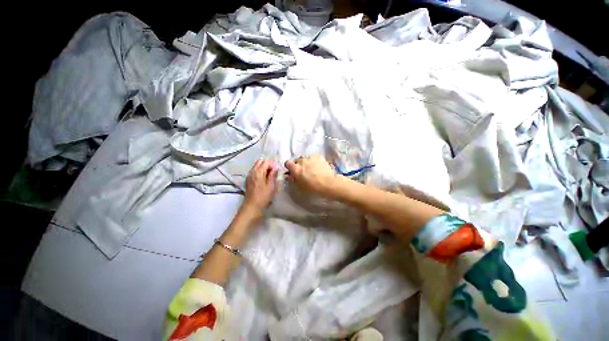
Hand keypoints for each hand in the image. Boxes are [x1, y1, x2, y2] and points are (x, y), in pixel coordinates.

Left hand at [243, 160, 277, 212]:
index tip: (278, 171)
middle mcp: (252, 171)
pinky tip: (264, 178)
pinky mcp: (248, 180)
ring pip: (257, 166)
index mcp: (258, 172)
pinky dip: (260, 171)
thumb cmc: (263, 197)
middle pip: (260, 161)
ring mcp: (249, 175)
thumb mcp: (271, 186)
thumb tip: (275, 168)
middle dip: (268, 164)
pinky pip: (254, 171)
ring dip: (264, 167)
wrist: (251, 207)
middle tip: (274, 172)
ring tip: (270, 175)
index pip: (266, 162)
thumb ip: (273, 175)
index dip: (273, 164)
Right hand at [285, 155, 340, 196]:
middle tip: (304, 171)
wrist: (328, 183)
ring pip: (305, 158)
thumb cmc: (313, 188)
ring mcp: (310, 157)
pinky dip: (314, 161)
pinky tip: (318, 167)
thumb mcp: (300, 186)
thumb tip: (288, 176)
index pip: (287, 163)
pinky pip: (313, 158)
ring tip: (312, 169)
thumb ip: (293, 179)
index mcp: (296, 169)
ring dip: (306, 163)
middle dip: (299, 165)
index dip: (290, 167)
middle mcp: (302, 161)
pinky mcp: (318, 156)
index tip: (293, 171)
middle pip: (297, 160)